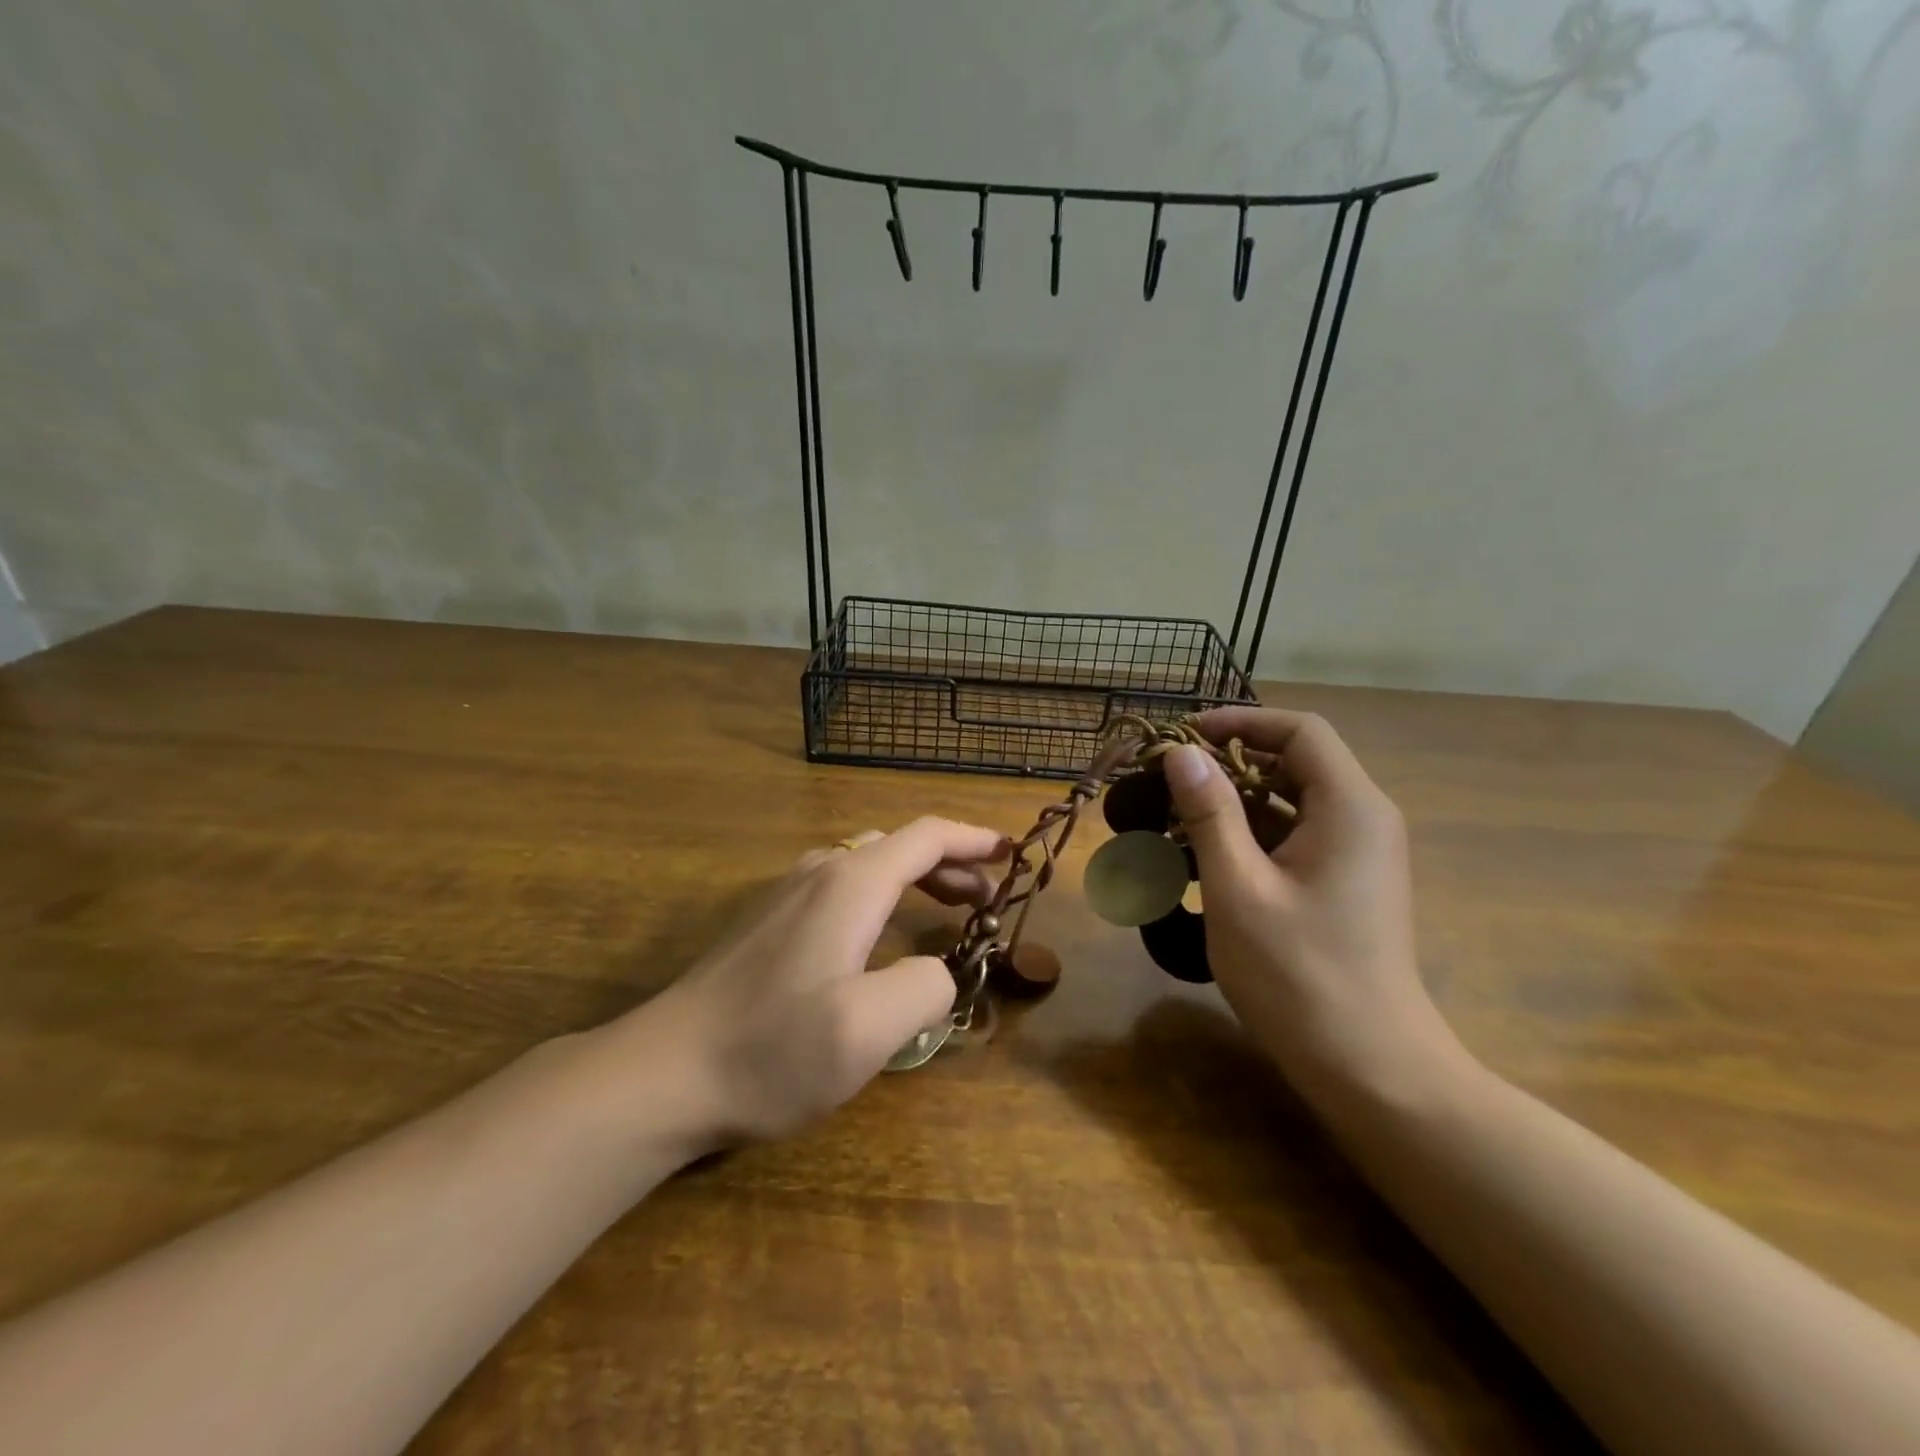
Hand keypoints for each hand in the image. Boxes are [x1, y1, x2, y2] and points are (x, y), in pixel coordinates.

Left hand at [623, 817, 1008, 1146]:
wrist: (663, 1073)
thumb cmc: (771, 1050)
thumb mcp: (869, 1029)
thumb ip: (925, 987)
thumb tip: (935, 971)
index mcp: (851, 884)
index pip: (927, 837)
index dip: (974, 840)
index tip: (1012, 853)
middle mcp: (821, 872)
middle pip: (900, 846)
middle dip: (951, 864)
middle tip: (987, 899)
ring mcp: (787, 894)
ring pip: (868, 864)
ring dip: (916, 877)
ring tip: (947, 910)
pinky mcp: (768, 921)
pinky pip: (842, 886)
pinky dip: (882, 893)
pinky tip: (881, 934)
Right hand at [1161, 708, 1463, 1102]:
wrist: (1371, 1069)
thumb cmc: (1299, 976)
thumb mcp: (1239, 888)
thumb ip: (1210, 813)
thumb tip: (1181, 753)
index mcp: (1349, 808)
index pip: (1301, 731)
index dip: (1241, 721)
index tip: (1183, 737)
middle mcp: (1363, 819)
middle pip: (1296, 762)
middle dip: (1230, 763)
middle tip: (1169, 780)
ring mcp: (1358, 854)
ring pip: (1291, 801)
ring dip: (1234, 802)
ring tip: (1175, 818)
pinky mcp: (1346, 884)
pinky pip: (1295, 836)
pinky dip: (1250, 835)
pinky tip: (1204, 858)